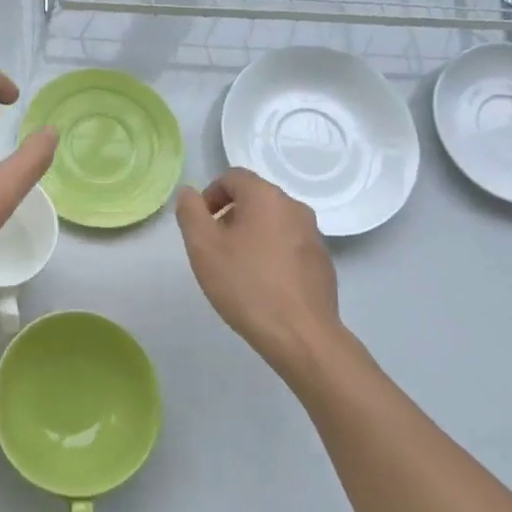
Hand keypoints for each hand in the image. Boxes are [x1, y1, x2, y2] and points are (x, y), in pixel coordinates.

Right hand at [175, 169, 360, 384]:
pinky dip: (271, 254)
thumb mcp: (202, 246)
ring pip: (272, 222)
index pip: (233, 177)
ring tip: (236, 269)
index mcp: (266, 197)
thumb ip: (190, 212)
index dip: (210, 195)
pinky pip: (289, 245)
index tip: (200, 225)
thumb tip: (189, 193)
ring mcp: (313, 235)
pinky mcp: (322, 262)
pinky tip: (262, 285)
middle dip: (229, 216)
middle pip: (254, 198)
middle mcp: (295, 207)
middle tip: (213, 249)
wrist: (300, 335)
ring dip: (250, 235)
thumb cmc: (245, 284)